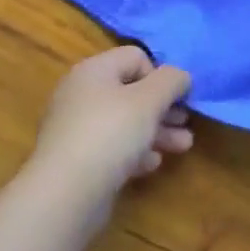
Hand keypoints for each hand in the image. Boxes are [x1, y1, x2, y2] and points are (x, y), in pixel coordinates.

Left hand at [28, 46, 193, 220]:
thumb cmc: (110, 133)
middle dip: (162, 107)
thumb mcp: (150, 100)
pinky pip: (111, 147)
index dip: (160, 75)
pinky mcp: (75, 159)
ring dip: (155, 131)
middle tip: (185, 122)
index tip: (176, 98)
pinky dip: (134, 152)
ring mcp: (75, 128)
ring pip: (124, 122)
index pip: (135, 57)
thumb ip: (171, 81)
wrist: (65, 193)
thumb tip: (181, 76)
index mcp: (94, 70)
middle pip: (131, 91)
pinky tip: (151, 164)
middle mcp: (80, 93)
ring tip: (182, 146)